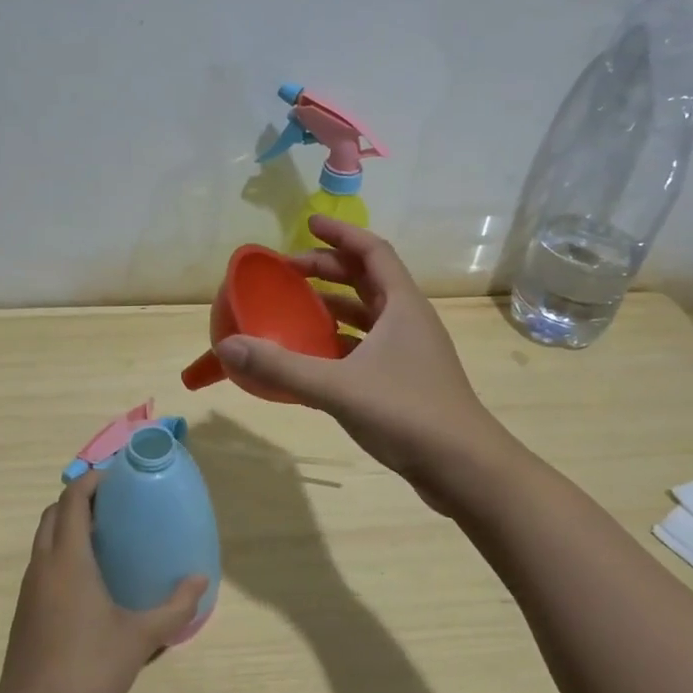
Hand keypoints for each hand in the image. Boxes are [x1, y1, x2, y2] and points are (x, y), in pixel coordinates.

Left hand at [0, 473, 205, 692]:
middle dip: (78, 500)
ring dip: (66, 526)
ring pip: (43, 539)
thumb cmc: (91, 667)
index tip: (116, 477)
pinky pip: (40, 564)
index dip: (91, 481)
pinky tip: (86, 579)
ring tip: (102, 537)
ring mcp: (28, 589)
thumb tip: (200, 580)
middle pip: (53, 514)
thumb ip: (174, 608)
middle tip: (112, 505)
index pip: (72, 500)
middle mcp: (43, 565)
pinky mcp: (24, 612)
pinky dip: (59, 553)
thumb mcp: (141, 637)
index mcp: (69, 559)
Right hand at [213, 217, 502, 497]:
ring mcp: (411, 352)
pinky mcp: (407, 380)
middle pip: (367, 280)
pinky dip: (341, 342)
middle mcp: (409, 320)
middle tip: (288, 271)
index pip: (372, 251)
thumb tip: (228, 347)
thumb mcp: (338, 387)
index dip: (340, 234)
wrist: (464, 468)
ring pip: (369, 315)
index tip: (308, 224)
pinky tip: (315, 358)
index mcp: (402, 305)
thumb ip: (282, 367)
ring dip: (335, 306)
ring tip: (296, 308)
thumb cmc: (407, 413)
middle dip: (328, 270)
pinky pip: (368, 347)